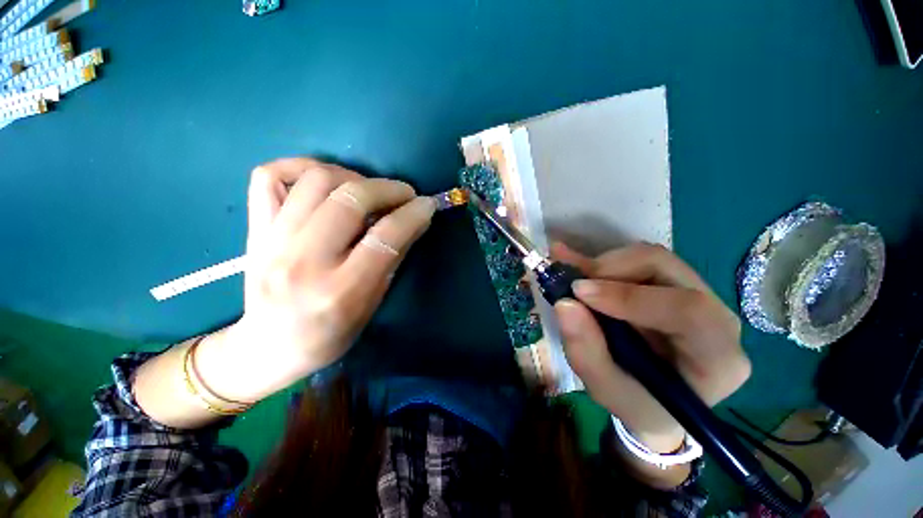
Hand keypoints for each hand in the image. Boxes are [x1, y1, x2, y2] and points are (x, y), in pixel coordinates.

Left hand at [196, 158, 435, 402]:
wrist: (268, 348)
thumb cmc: (329, 335)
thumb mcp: (371, 305)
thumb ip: (392, 259)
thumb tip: (413, 220)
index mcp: (340, 292)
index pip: (385, 237)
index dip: (413, 214)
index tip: (427, 205)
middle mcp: (303, 262)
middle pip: (351, 200)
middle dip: (388, 189)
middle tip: (405, 194)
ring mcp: (272, 242)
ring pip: (316, 180)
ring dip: (354, 176)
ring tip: (369, 189)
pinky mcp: (254, 230)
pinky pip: (270, 176)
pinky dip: (302, 167)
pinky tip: (326, 180)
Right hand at [552, 242, 750, 451]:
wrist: (653, 400)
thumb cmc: (638, 403)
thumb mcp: (607, 391)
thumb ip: (586, 352)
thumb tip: (564, 303)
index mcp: (717, 355)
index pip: (688, 310)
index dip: (629, 296)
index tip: (578, 292)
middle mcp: (715, 315)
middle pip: (666, 269)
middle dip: (611, 271)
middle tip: (572, 285)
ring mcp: (695, 293)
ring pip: (649, 258)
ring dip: (604, 266)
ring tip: (573, 281)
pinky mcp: (670, 283)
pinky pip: (637, 260)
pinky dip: (600, 261)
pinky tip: (571, 258)